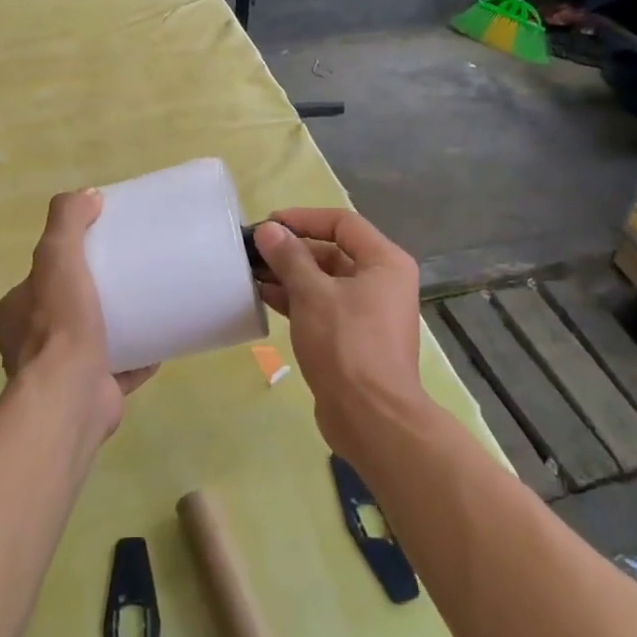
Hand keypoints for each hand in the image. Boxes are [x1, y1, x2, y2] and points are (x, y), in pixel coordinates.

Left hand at [0, 189, 156, 441]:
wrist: (71, 397)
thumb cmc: (60, 325)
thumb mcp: (57, 257)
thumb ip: (66, 222)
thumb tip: (88, 195)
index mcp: (16, 313)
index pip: (39, 279)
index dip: (65, 263)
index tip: (99, 250)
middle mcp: (31, 344)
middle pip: (66, 309)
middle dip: (94, 295)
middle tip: (129, 275)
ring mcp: (61, 373)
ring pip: (92, 341)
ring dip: (116, 326)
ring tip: (148, 304)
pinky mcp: (92, 393)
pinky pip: (119, 369)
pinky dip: (139, 357)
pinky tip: (162, 341)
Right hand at [253, 208, 430, 459]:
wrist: (371, 418)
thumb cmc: (346, 345)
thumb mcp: (312, 294)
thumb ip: (289, 257)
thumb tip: (269, 230)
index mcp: (385, 262)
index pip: (342, 223)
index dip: (303, 219)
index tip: (268, 224)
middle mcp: (382, 281)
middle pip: (333, 251)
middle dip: (292, 249)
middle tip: (253, 250)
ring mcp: (368, 311)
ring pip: (325, 281)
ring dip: (290, 275)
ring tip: (251, 273)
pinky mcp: (353, 337)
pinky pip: (323, 306)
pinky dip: (297, 299)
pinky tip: (265, 297)